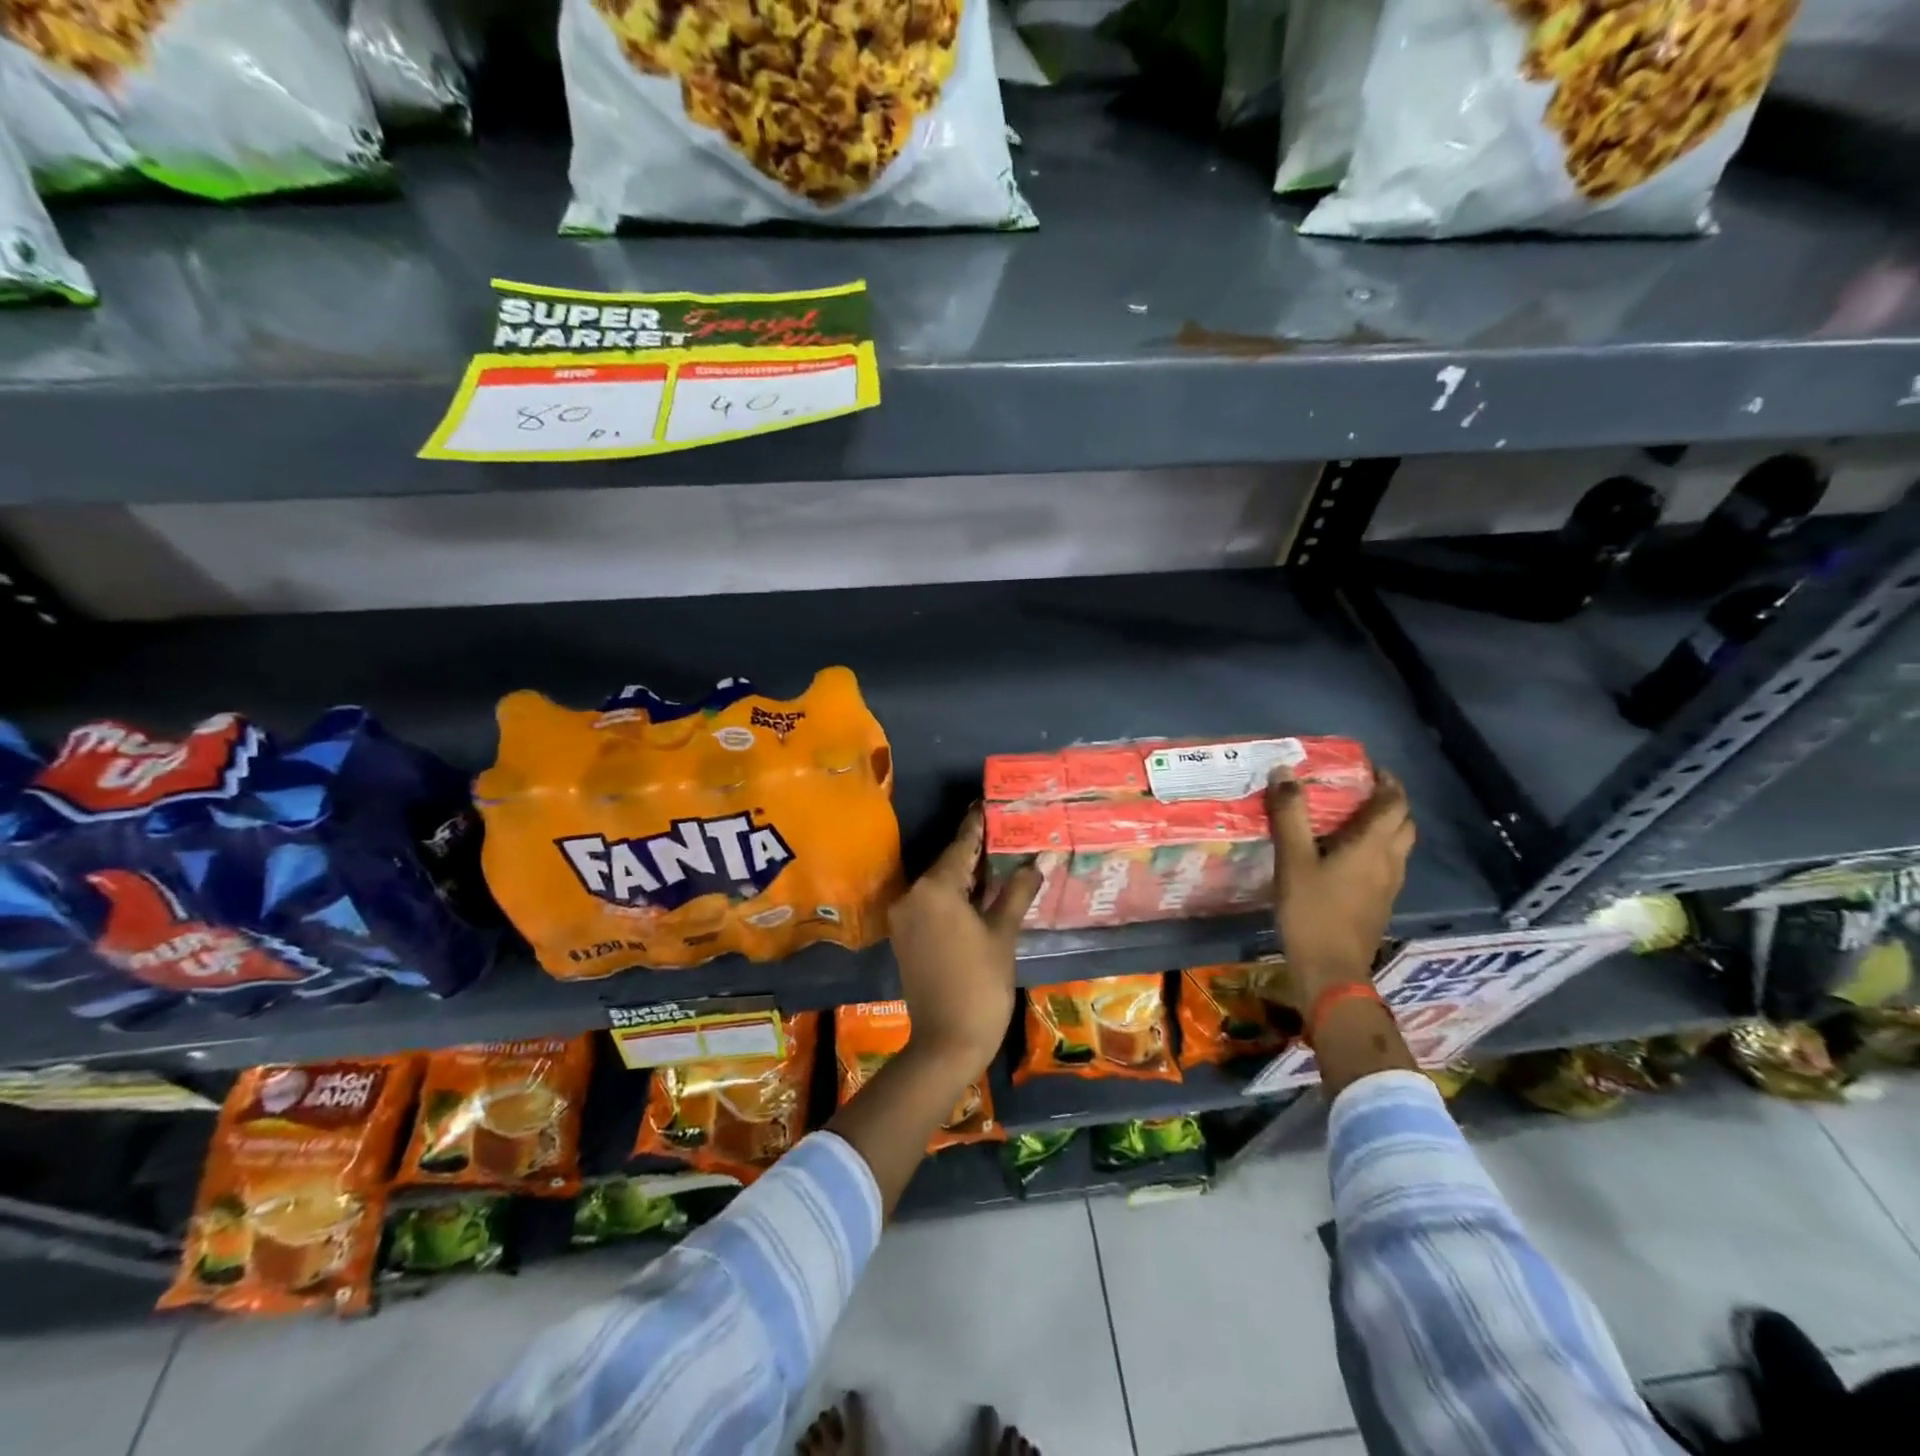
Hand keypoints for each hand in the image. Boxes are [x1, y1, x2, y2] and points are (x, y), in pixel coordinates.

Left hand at [887, 809, 1042, 1077]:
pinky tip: (979, 889)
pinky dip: (954, 894)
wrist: (947, 1042)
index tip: (988, 803)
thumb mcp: (1003, 934)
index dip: (977, 825)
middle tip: (1003, 829)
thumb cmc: (981, 984)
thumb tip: (1038, 861)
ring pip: (939, 884)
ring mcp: (905, 917)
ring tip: (997, 854)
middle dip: (975, 848)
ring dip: (965, 872)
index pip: (960, 846)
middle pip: (948, 863)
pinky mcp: (906, 935)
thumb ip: (1017, 892)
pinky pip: (932, 903)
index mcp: (934, 888)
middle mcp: (912, 895)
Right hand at [1266, 767, 1414, 1007]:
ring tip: (1350, 819)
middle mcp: (1389, 862)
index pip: (1394, 802)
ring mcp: (1388, 886)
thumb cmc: (1312, 911)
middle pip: (1403, 823)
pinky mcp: (1379, 904)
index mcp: (1373, 846)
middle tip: (1358, 790)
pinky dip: (1374, 849)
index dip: (1386, 780)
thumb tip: (1284, 771)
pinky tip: (1344, 856)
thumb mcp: (1293, 860)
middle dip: (1387, 802)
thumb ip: (1290, 815)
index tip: (1367, 766)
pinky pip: (1385, 865)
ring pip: (1397, 846)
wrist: (1330, 970)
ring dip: (1383, 826)